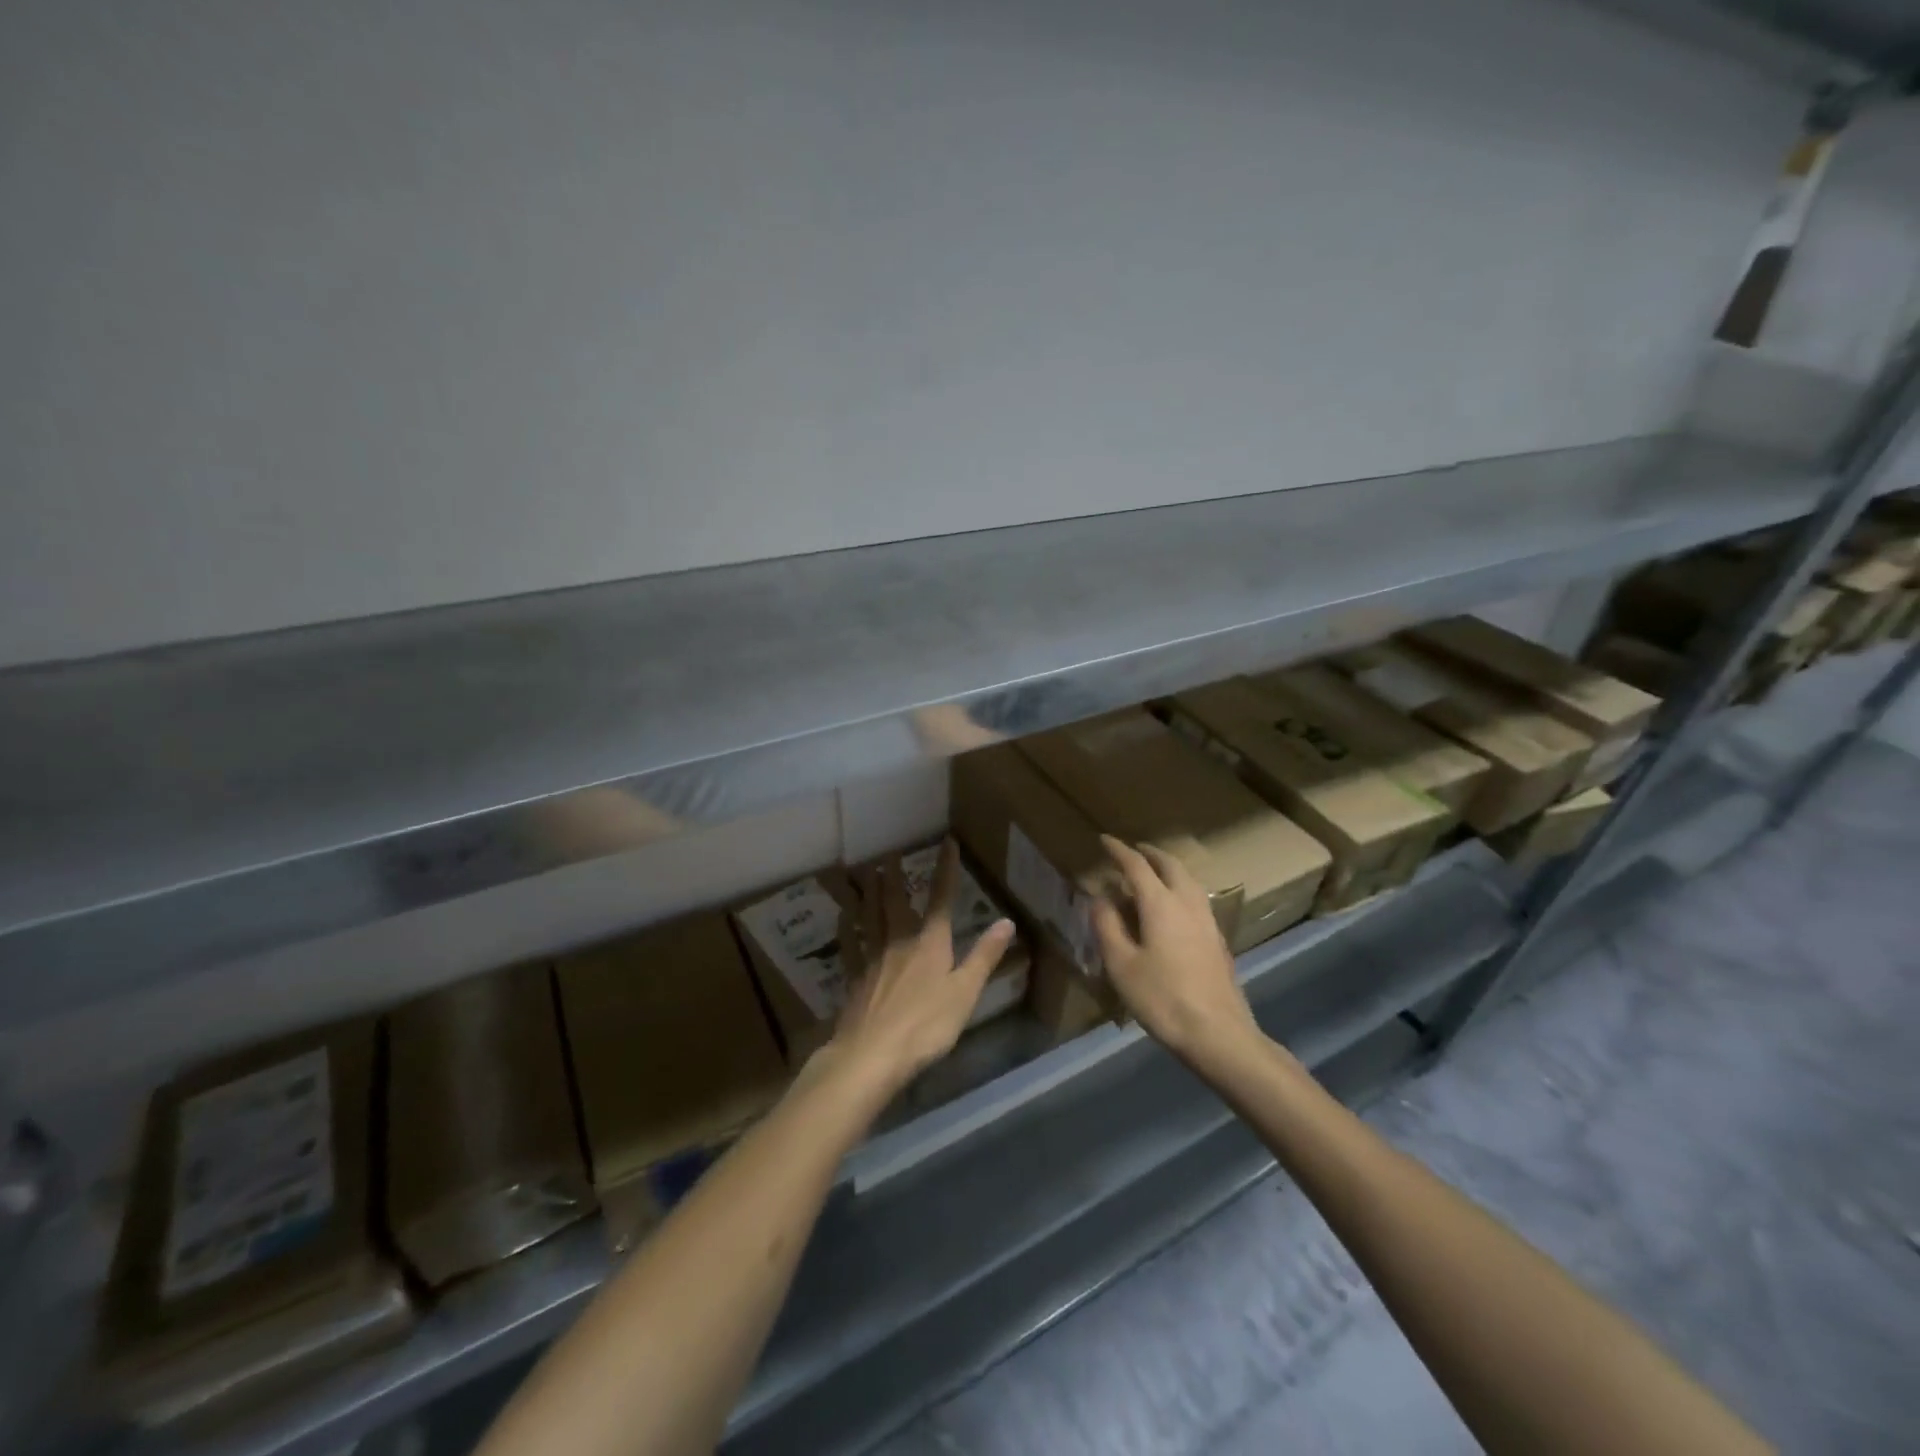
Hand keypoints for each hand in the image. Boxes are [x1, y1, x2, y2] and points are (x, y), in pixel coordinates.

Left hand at [829, 839, 1015, 1095]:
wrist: (872, 1054)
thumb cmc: (926, 1025)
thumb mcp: (965, 992)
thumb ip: (984, 956)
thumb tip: (1006, 921)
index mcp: (930, 943)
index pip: (941, 899)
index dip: (946, 870)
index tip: (947, 843)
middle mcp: (900, 942)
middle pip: (896, 902)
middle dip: (896, 876)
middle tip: (890, 853)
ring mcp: (873, 959)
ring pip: (870, 917)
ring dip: (870, 893)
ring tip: (867, 873)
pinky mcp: (855, 979)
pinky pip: (850, 945)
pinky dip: (847, 928)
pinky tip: (842, 919)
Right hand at [1091, 835, 1260, 1064]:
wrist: (1218, 1034)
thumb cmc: (1162, 998)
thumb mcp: (1121, 965)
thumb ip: (1107, 926)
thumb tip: (1100, 898)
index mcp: (1161, 904)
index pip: (1137, 866)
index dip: (1119, 851)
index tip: (1104, 840)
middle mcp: (1187, 903)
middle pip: (1170, 865)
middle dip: (1149, 853)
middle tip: (1132, 851)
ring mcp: (1208, 921)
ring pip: (1188, 880)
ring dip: (1168, 869)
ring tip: (1152, 873)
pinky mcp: (1218, 939)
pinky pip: (1196, 898)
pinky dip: (1180, 888)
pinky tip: (1173, 908)